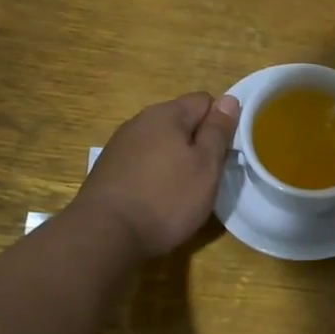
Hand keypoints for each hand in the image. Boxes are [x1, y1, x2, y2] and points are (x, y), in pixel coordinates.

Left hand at [73, 92, 240, 257]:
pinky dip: (155, 174)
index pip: (205, 101)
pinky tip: (157, 198)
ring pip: (161, 143)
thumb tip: (229, 100)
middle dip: (197, 143)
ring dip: (175, 159)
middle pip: (181, 121)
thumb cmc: (166, 198)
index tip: (225, 153)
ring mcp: (120, 145)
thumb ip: (218, 131)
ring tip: (183, 190)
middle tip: (208, 175)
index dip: (220, 124)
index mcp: (166, 114)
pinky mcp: (109, 169)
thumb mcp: (206, 165)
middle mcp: (140, 121)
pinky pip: (143, 161)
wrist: (105, 234)